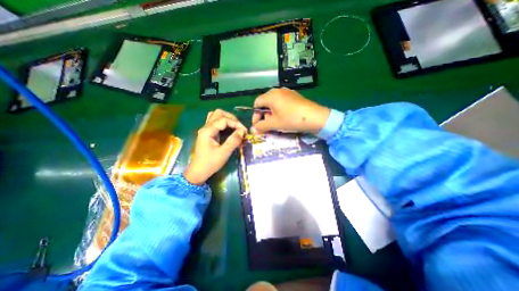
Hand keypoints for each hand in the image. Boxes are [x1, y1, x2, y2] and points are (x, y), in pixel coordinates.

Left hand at [183, 110, 244, 183]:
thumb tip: (242, 131)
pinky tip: (229, 129)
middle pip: (218, 113)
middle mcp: (205, 127)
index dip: (236, 123)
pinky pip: (215, 123)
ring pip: (216, 116)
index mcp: (208, 131)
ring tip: (235, 126)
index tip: (244, 131)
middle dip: (231, 118)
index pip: (224, 120)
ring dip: (227, 119)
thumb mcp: (224, 153)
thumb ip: (233, 141)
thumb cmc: (210, 163)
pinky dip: (223, 123)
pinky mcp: (207, 134)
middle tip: (239, 127)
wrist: (198, 172)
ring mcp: (205, 130)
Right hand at [253, 88, 331, 133]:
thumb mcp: (274, 124)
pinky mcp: (294, 97)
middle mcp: (278, 91)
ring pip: (273, 104)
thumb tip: (253, 129)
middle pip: (265, 103)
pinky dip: (279, 111)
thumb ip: (261, 126)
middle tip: (268, 125)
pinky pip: (282, 103)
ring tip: (276, 123)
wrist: (315, 117)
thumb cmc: (291, 119)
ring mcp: (287, 93)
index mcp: (271, 95)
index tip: (257, 126)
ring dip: (271, 114)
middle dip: (263, 115)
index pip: (257, 103)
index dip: (255, 115)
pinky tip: (284, 118)